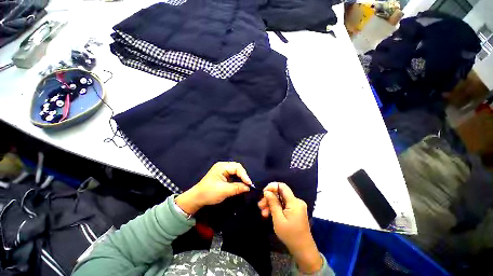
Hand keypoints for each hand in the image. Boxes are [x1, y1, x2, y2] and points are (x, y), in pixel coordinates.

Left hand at [175, 162, 251, 214]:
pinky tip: (240, 183)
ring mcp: (222, 169)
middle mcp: (223, 166)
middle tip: (248, 184)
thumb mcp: (224, 191)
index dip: (244, 175)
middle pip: (237, 167)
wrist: (197, 198)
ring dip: (241, 177)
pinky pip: (233, 174)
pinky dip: (237, 179)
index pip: (237, 167)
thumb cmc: (209, 193)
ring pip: (236, 170)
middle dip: (243, 175)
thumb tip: (248, 187)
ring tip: (246, 184)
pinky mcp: (223, 174)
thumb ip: (237, 188)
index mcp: (221, 167)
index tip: (249, 184)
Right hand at [258, 182, 322, 273]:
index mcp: (294, 202)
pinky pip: (283, 205)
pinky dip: (276, 208)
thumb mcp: (278, 219)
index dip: (272, 186)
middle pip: (280, 193)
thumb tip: (267, 192)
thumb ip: (273, 203)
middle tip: (260, 205)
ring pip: (280, 200)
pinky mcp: (295, 210)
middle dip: (269, 198)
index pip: (282, 186)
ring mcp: (296, 206)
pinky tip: (268, 214)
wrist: (302, 249)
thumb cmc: (290, 235)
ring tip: (263, 212)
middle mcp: (296, 201)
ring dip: (271, 204)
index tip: (263, 192)